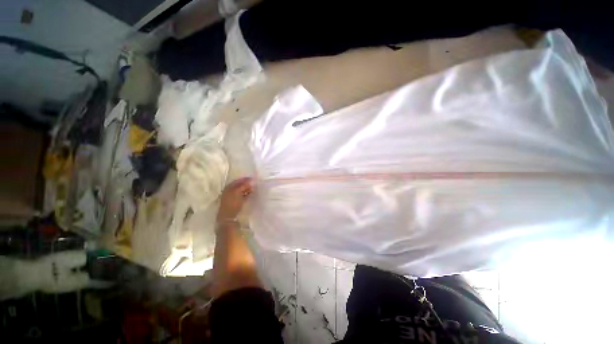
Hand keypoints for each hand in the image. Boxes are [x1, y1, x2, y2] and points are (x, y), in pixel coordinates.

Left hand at [217, 177, 252, 221]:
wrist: (228, 218)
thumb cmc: (232, 204)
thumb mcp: (237, 193)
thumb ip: (244, 185)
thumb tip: (251, 180)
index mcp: (228, 187)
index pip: (238, 180)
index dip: (246, 179)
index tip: (254, 179)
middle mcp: (230, 191)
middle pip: (240, 185)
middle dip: (247, 184)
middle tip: (256, 183)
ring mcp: (233, 197)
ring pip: (242, 190)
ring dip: (248, 189)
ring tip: (255, 188)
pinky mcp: (236, 202)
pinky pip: (243, 195)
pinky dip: (247, 194)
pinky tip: (252, 194)